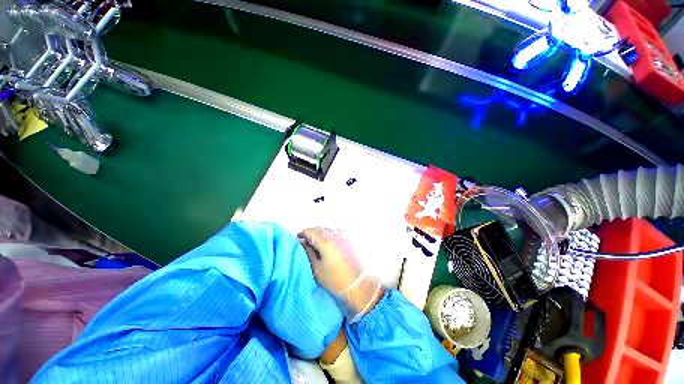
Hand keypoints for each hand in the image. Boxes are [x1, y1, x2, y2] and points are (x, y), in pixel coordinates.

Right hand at [299, 227, 382, 321]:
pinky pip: (336, 230)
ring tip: (316, 242)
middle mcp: (335, 235)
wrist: (358, 285)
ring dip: (320, 232)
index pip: (310, 231)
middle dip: (311, 232)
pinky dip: (330, 232)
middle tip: (306, 242)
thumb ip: (308, 253)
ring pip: (328, 228)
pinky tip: (329, 241)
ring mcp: (344, 236)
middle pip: (319, 228)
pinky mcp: (349, 239)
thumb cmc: (335, 281)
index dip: (302, 233)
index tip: (298, 238)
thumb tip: (303, 243)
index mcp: (326, 242)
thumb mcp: (317, 269)